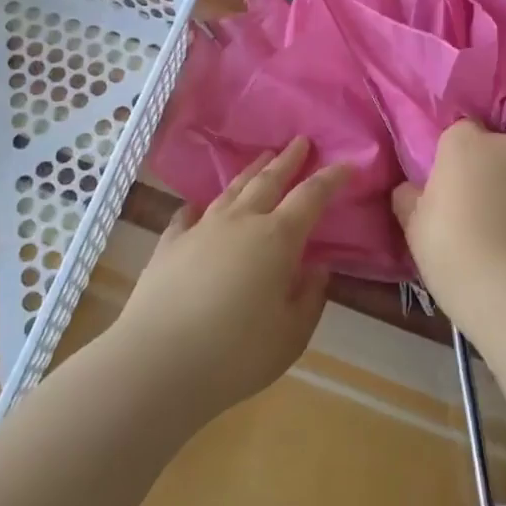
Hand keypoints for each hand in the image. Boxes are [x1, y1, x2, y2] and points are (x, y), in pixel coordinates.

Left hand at [117, 137, 346, 419]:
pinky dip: (199, 207)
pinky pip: (188, 216)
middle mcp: (241, 222)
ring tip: (263, 157)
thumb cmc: (236, 354)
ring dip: (251, 171)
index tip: (347, 163)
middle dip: (288, 160)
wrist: (158, 363)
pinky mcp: (169, 245)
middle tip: (301, 142)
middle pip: (269, 180)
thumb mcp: (291, 335)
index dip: (331, 178)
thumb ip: (310, 297)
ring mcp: (201, 229)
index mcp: (277, 238)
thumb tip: (317, 269)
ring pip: (232, 190)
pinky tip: (198, 207)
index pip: (311, 197)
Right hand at [392, 121, 505, 323]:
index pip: (457, 133)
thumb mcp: (410, 219)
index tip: (445, 183)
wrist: (502, 283)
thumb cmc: (446, 243)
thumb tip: (412, 189)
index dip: (451, 157)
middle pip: (490, 148)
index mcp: (463, 141)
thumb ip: (409, 194)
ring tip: (498, 223)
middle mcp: (503, 145)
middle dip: (482, 167)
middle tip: (469, 202)